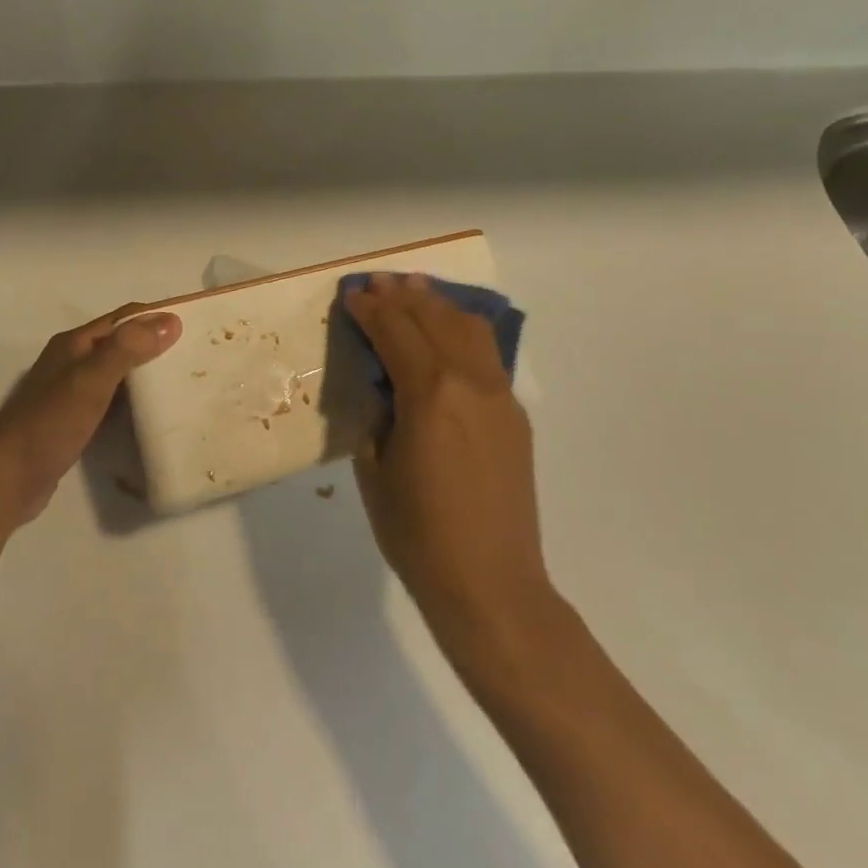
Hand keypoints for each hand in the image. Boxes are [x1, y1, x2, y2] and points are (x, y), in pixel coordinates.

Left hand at [0, 305, 180, 530]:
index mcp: (75, 344)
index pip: (123, 317)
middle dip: (155, 345)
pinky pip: (111, 402)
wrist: (6, 480)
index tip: (195, 323)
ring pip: (117, 374)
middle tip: (195, 356)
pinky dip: (133, 402)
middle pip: (121, 343)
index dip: (156, 316)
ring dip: (146, 374)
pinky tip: (152, 414)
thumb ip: (128, 349)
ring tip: (182, 382)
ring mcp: (70, 393)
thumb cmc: (48, 424)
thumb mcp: (90, 380)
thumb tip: (171, 320)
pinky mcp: (73, 422)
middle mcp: (72, 362)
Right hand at [343, 273, 549, 636]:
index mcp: (429, 394)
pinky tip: (449, 331)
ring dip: (438, 304)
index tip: (352, 295)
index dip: (370, 309)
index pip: (395, 332)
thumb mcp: (375, 470)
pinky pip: (488, 354)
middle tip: (378, 283)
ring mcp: (499, 395)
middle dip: (403, 295)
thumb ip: (378, 415)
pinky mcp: (515, 414)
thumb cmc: (418, 534)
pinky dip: (463, 330)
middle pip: (434, 318)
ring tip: (416, 289)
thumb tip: (384, 386)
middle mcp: (469, 382)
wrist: (491, 584)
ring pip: (469, 328)